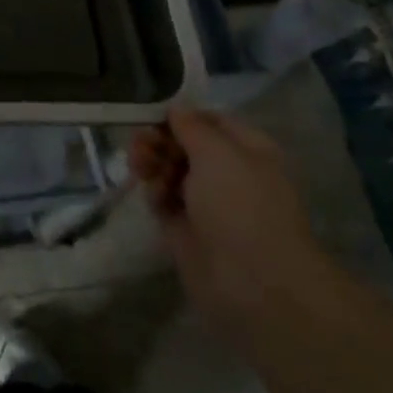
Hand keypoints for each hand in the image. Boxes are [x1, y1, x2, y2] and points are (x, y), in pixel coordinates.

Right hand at [128, 106, 332, 337]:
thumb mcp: (218, 152)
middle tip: (140, 144)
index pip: (209, 121)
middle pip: (184, 145)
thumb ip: (191, 126)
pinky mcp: (185, 229)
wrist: (253, 283)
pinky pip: (163, 200)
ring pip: (169, 170)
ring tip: (139, 166)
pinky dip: (154, 192)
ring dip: (151, 162)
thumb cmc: (242, 205)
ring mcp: (207, 203)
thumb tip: (176, 109)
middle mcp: (228, 174)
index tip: (151, 115)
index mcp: (248, 150)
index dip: (180, 116)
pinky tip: (152, 194)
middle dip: (159, 140)